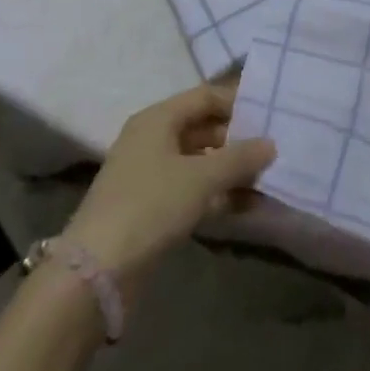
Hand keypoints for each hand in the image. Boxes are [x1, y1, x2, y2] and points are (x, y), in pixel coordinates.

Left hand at [60, 84, 275, 288]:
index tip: (270, 114)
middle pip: (203, 128)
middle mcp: (152, 140)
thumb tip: (271, 144)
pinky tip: (247, 205)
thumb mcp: (202, 178)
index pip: (205, 96)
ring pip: (199, 161)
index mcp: (158, 119)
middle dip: (238, 139)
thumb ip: (240, 157)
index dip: (237, 102)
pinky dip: (217, 194)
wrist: (96, 273)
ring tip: (267, 178)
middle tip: (273, 149)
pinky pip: (192, 189)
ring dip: (231, 170)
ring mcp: (149, 175)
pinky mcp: (151, 207)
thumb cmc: (150, 206)